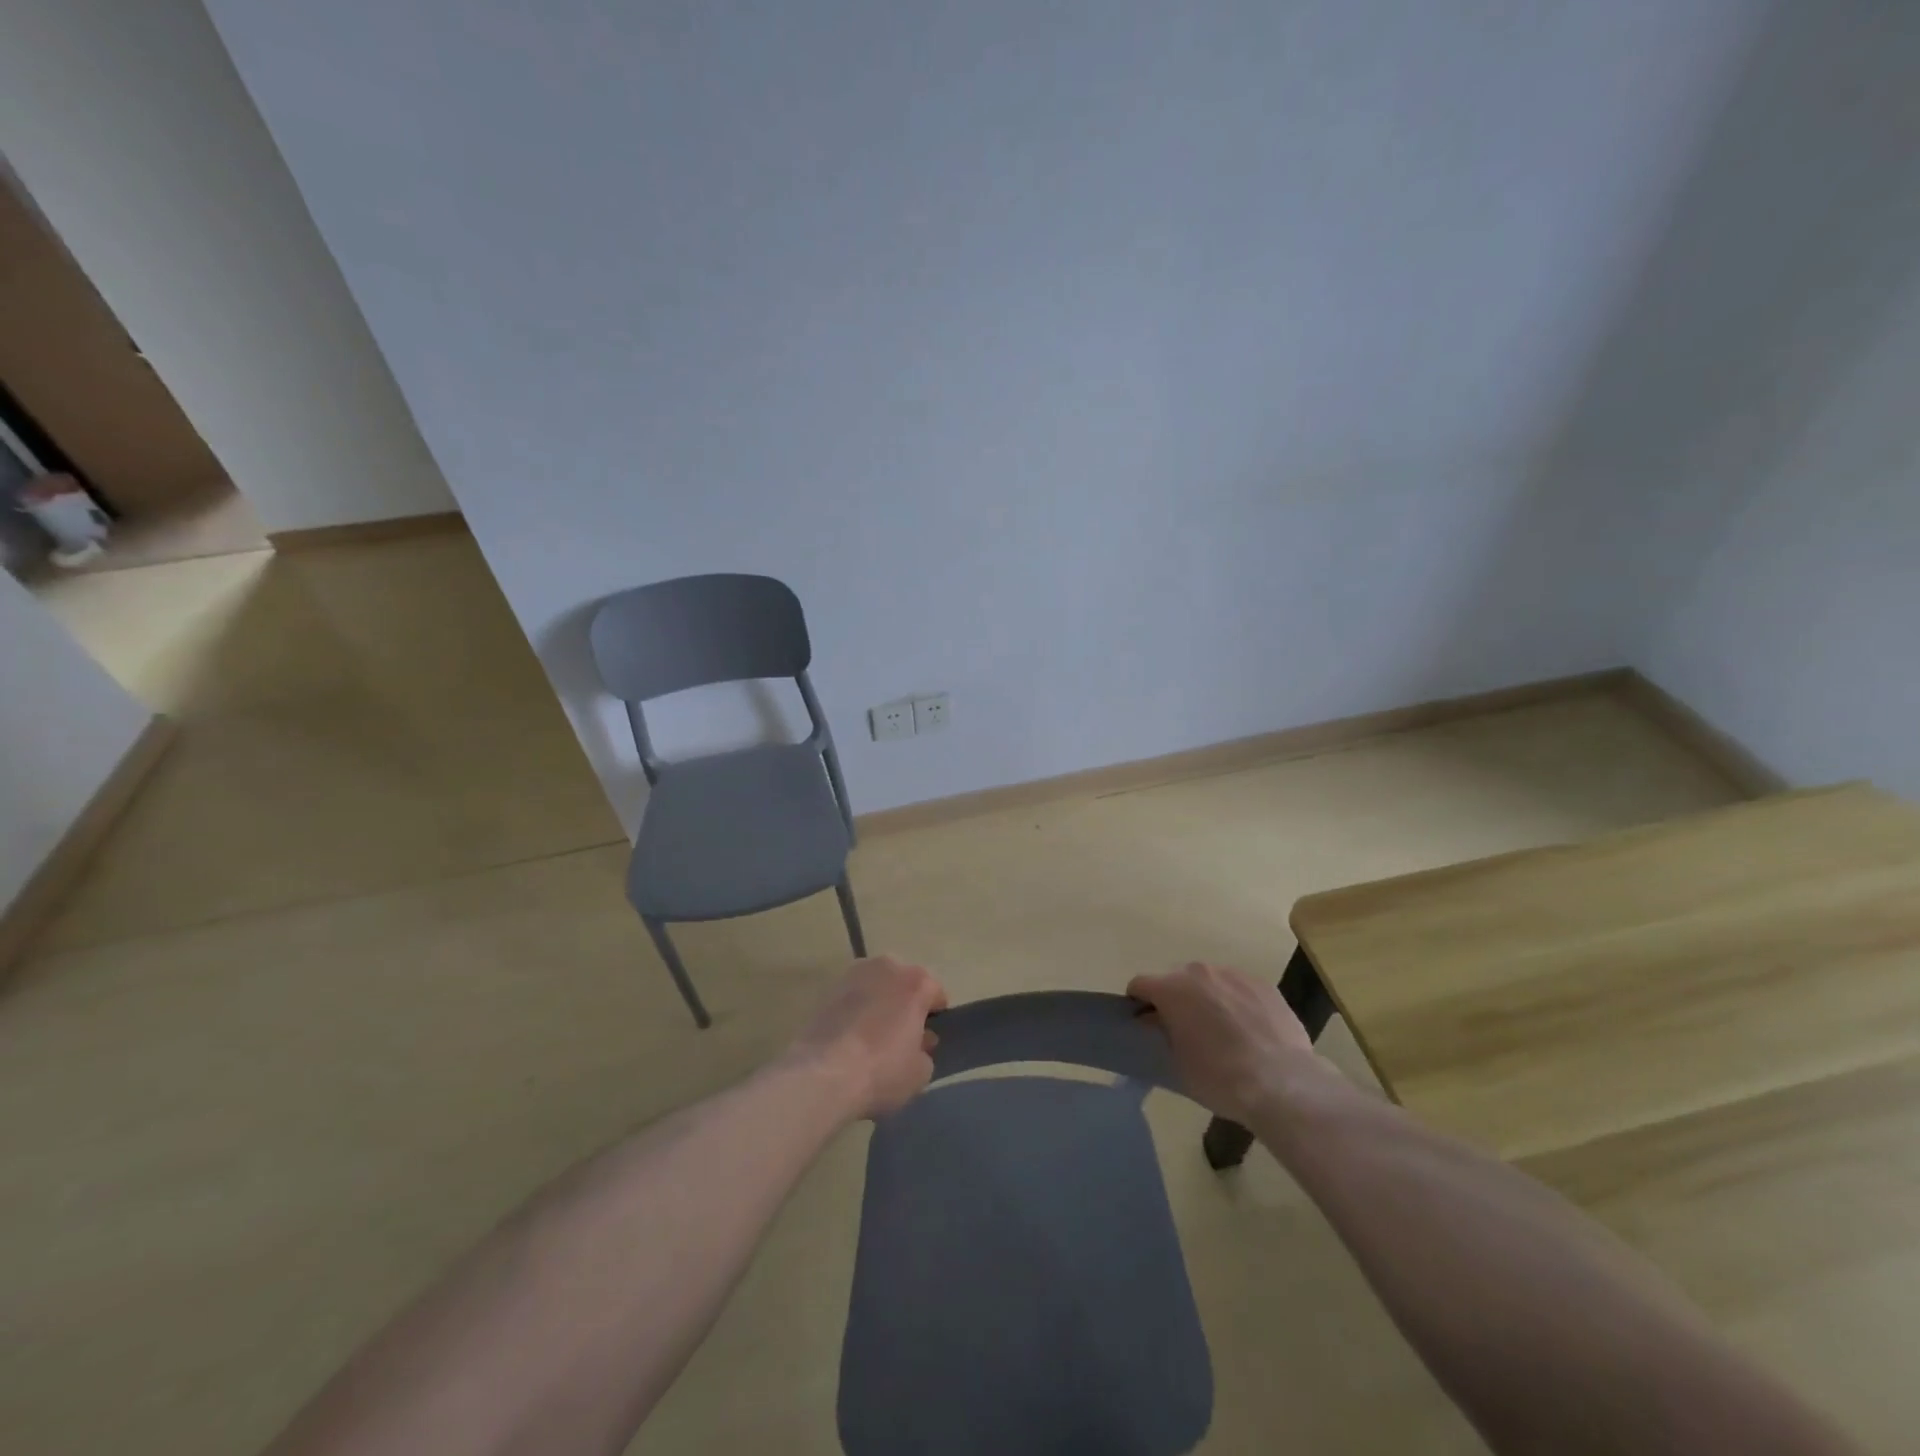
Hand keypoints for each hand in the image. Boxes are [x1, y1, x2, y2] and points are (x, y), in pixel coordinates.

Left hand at [788, 957, 948, 1120]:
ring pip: (876, 987)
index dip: (934, 1018)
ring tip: (872, 1038)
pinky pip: (852, 998)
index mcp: (916, 982)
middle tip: (900, 1038)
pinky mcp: (828, 989)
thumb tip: (917, 1043)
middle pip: (904, 984)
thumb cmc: (882, 1070)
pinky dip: (855, 1011)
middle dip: (905, 1005)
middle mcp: (887, 967)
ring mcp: (854, 974)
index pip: (935, 994)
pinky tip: (850, 1039)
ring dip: (879, 1004)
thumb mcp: (920, 1072)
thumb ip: (925, 1051)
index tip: (927, 1040)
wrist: (823, 1074)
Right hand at [1128, 961, 1317, 1122]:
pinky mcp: (1264, 985)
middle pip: (1176, 979)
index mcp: (1172, 989)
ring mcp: (1235, 975)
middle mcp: (1200, 972)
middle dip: (1175, 999)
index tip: (1145, 1023)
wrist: (1282, 1083)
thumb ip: (1164, 1033)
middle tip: (1185, 1030)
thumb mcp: (1178, 1062)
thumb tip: (1160, 1022)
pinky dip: (1236, 1002)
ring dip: (1207, 998)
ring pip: (1210, 981)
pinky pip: (1239, 988)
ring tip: (1222, 1031)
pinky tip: (1249, 1030)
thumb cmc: (1219, 1077)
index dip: (1138, 1003)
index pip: (1140, 984)